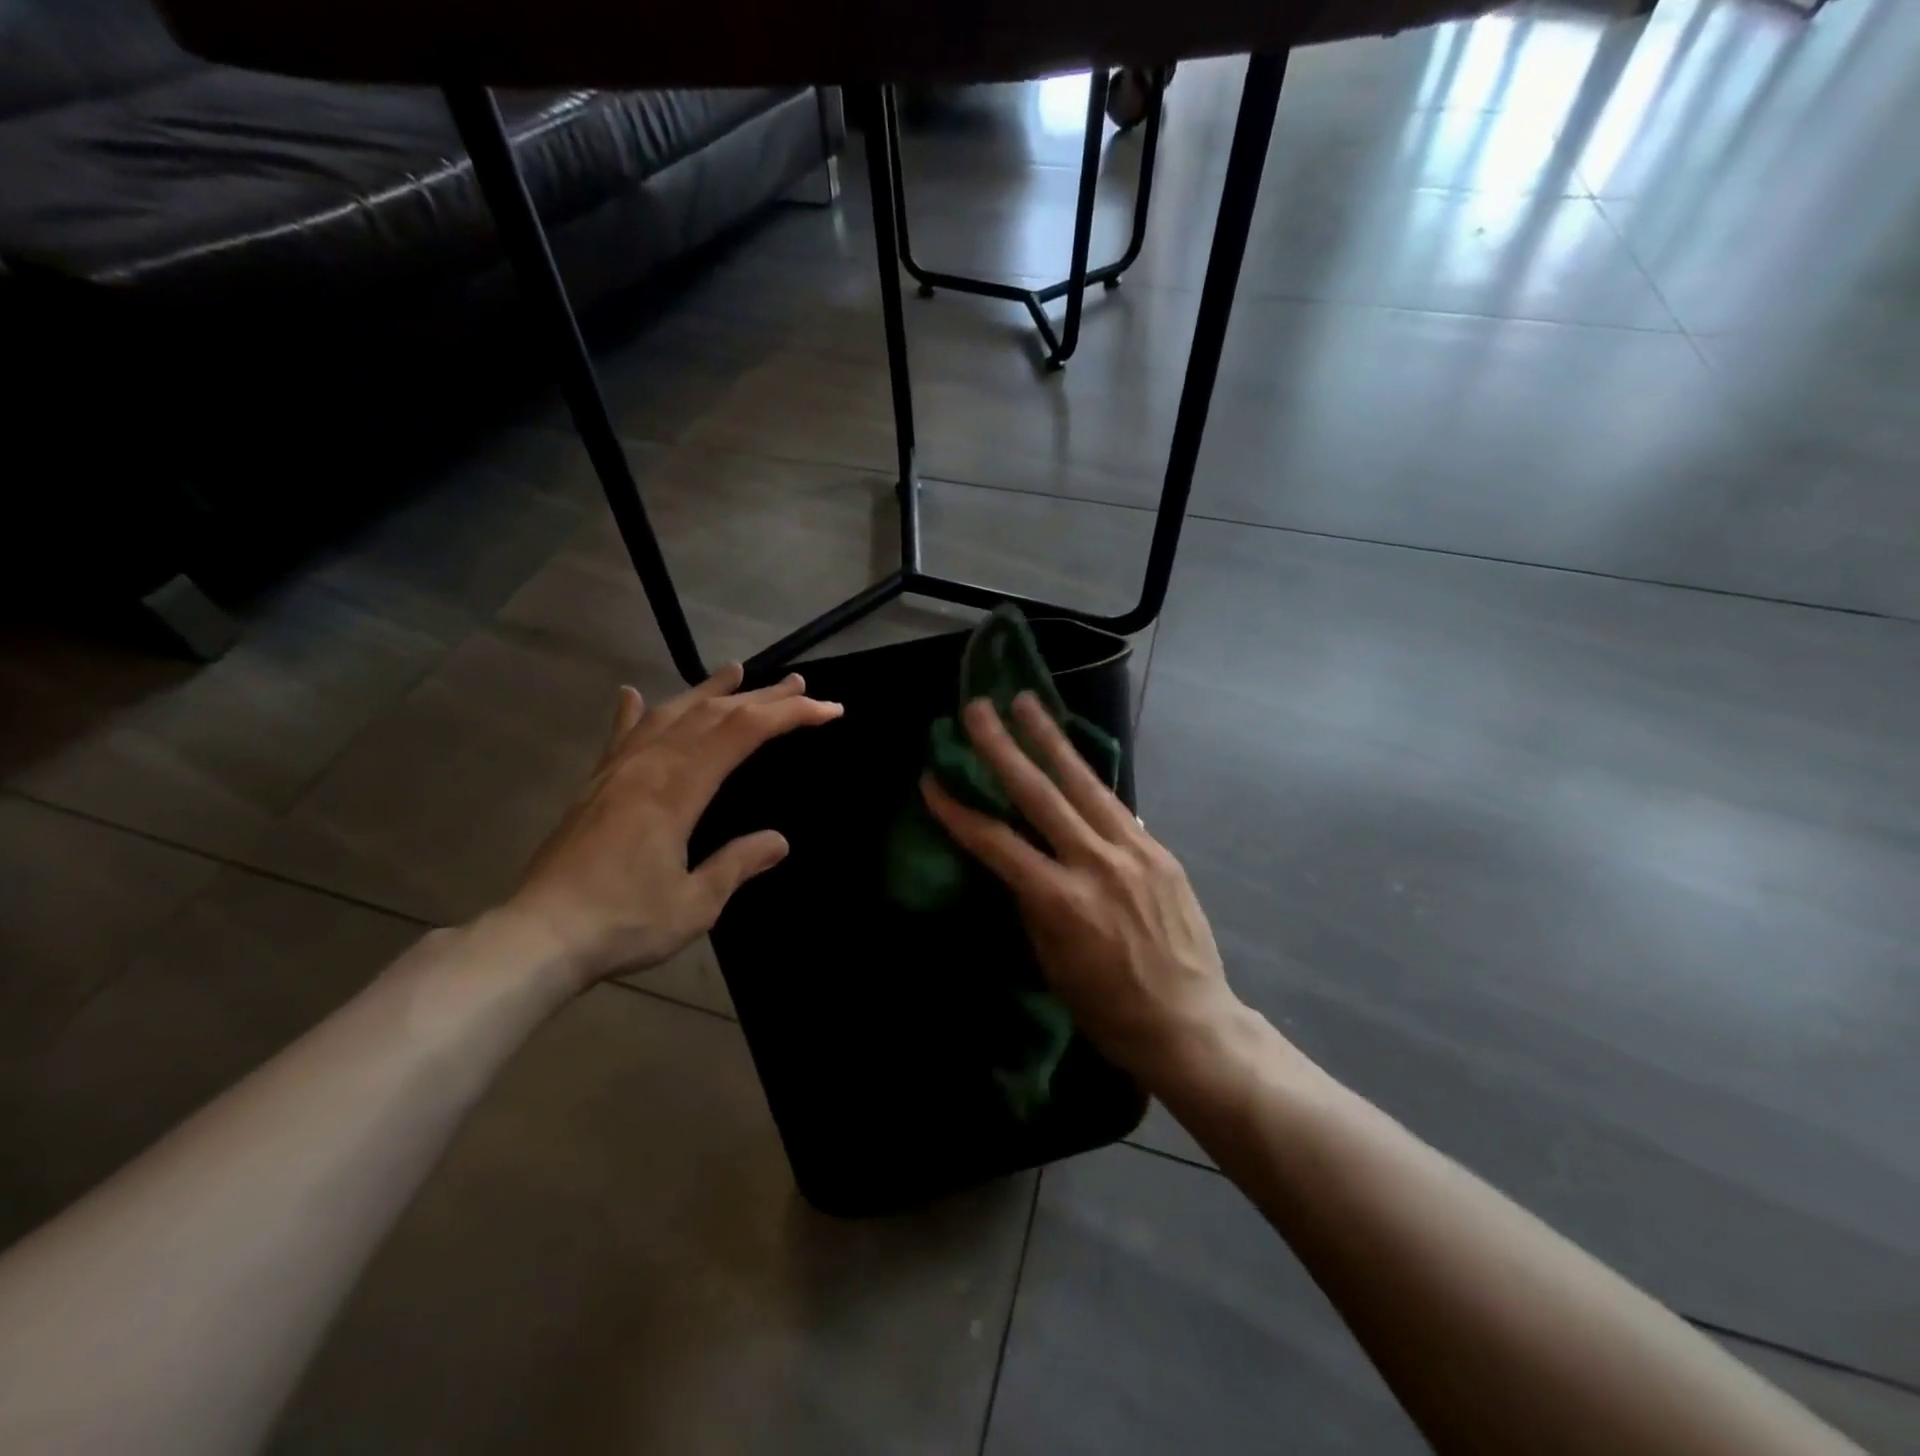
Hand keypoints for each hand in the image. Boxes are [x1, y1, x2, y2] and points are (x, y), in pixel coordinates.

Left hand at [503, 665, 842, 985]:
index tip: (828, 709)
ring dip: (707, 690)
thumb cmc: (623, 922)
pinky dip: (634, 712)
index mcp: (677, 788)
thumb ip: (737, 864)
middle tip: (798, 683)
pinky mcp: (594, 785)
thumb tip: (779, 841)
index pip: (744, 733)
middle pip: (713, 714)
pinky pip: (620, 736)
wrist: (537, 936)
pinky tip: (633, 694)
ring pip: (670, 714)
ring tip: (735, 670)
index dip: (790, 714)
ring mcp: (617, 771)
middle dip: (762, 696)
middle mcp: (648, 766)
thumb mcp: (695, 903)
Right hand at [921, 693, 1240, 1084]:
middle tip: (978, 709)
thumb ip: (1032, 903)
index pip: (996, 842)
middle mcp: (1096, 863)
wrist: (1190, 1022)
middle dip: (1002, 747)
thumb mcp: (1051, 963)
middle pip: (1039, 793)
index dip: (958, 810)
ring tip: (1027, 703)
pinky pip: (1115, 805)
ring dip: (1050, 740)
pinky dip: (1087, 779)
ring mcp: (1133, 850)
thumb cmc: (1108, 1008)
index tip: (930, 779)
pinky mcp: (1158, 849)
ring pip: (1083, 783)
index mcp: (1061, 901)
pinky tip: (1071, 758)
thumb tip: (1018, 860)